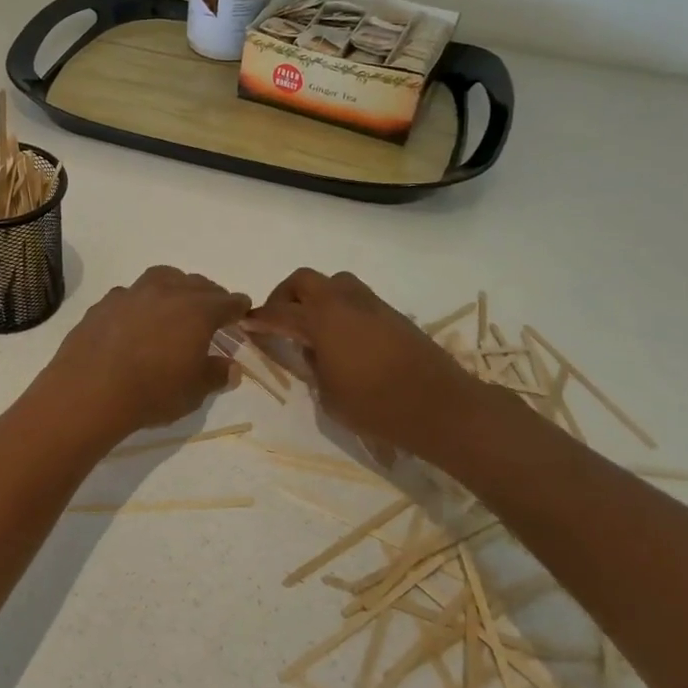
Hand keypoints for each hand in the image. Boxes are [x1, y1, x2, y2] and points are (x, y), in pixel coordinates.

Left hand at [39, 266, 249, 440]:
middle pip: (196, 283)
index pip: (227, 301)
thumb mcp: (194, 391)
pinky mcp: (104, 303)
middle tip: (212, 311)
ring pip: (162, 278)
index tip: (241, 313)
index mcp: (197, 310)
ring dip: (174, 287)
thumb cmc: (152, 392)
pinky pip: (131, 294)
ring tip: (175, 305)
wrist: (89, 392)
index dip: (237, 308)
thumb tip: (231, 367)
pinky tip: (136, 320)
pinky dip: (141, 302)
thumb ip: (216, 374)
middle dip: (209, 295)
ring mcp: (132, 293)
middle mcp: (166, 292)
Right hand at [248, 268, 476, 452]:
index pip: (279, 313)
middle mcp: (344, 303)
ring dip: (316, 297)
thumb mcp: (329, 395)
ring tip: (312, 326)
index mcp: (322, 321)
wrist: (440, 407)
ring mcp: (372, 305)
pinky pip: (356, 298)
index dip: (259, 319)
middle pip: (304, 280)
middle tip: (279, 320)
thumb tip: (311, 349)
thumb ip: (312, 366)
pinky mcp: (392, 314)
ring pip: (334, 283)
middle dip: (285, 296)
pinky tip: (342, 337)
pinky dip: (340, 307)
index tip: (246, 323)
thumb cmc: (377, 407)